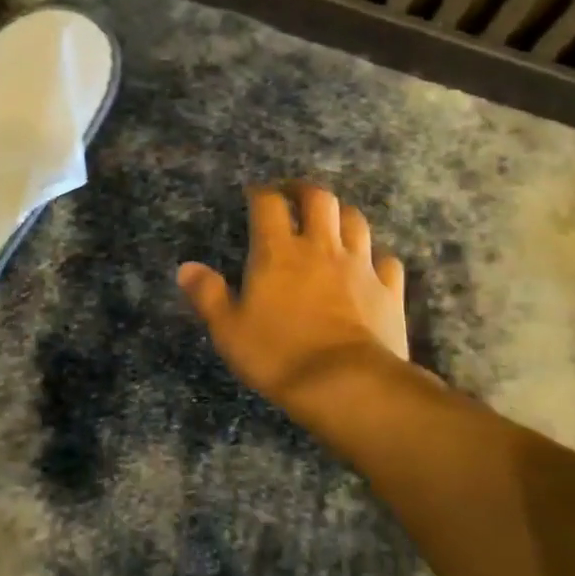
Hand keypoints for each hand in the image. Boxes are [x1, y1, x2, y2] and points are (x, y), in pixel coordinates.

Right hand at [178, 183, 408, 414]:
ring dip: (341, 215)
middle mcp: (321, 247)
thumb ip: (208, 295)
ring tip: (331, 222)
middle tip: (294, 196)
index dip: (260, 193)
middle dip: (304, 190)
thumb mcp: (229, 330)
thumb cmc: (279, 355)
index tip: (254, 194)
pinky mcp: (388, 290)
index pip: (268, 204)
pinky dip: (376, 256)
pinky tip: (370, 265)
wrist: (348, 385)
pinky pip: (386, 260)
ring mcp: (360, 266)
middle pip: (319, 199)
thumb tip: (186, 267)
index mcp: (278, 252)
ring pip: (355, 221)